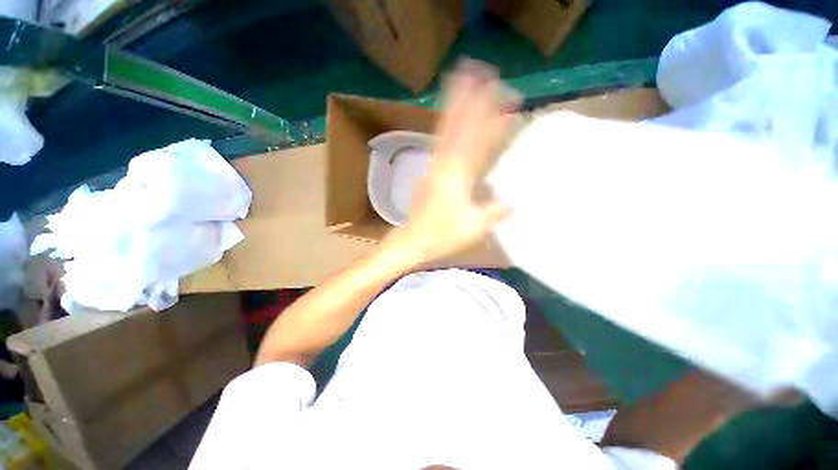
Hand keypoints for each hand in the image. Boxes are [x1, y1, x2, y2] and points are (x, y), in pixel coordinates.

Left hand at [383, 60, 519, 262]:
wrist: (412, 241)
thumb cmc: (442, 235)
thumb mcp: (475, 226)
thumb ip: (495, 211)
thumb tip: (512, 203)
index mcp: (457, 174)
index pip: (477, 137)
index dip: (490, 114)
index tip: (504, 94)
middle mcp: (444, 164)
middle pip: (456, 124)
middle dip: (468, 97)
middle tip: (477, 72)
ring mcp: (434, 168)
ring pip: (446, 131)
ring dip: (455, 107)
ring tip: (461, 85)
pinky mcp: (430, 175)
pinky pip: (442, 146)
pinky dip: (449, 130)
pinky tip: (452, 125)